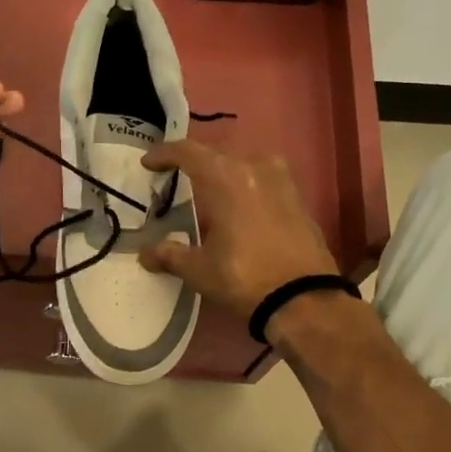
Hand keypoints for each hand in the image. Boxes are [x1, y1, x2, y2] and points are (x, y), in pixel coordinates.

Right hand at [138, 139, 338, 319]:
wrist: (305, 299)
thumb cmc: (244, 277)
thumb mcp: (199, 269)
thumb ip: (169, 255)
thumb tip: (145, 254)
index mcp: (225, 177)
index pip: (188, 152)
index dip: (164, 154)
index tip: (148, 163)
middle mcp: (255, 168)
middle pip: (216, 155)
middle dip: (193, 164)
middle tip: (175, 180)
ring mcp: (282, 181)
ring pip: (243, 166)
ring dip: (223, 174)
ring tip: (208, 194)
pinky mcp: (298, 199)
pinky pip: (263, 181)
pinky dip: (245, 188)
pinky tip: (238, 209)